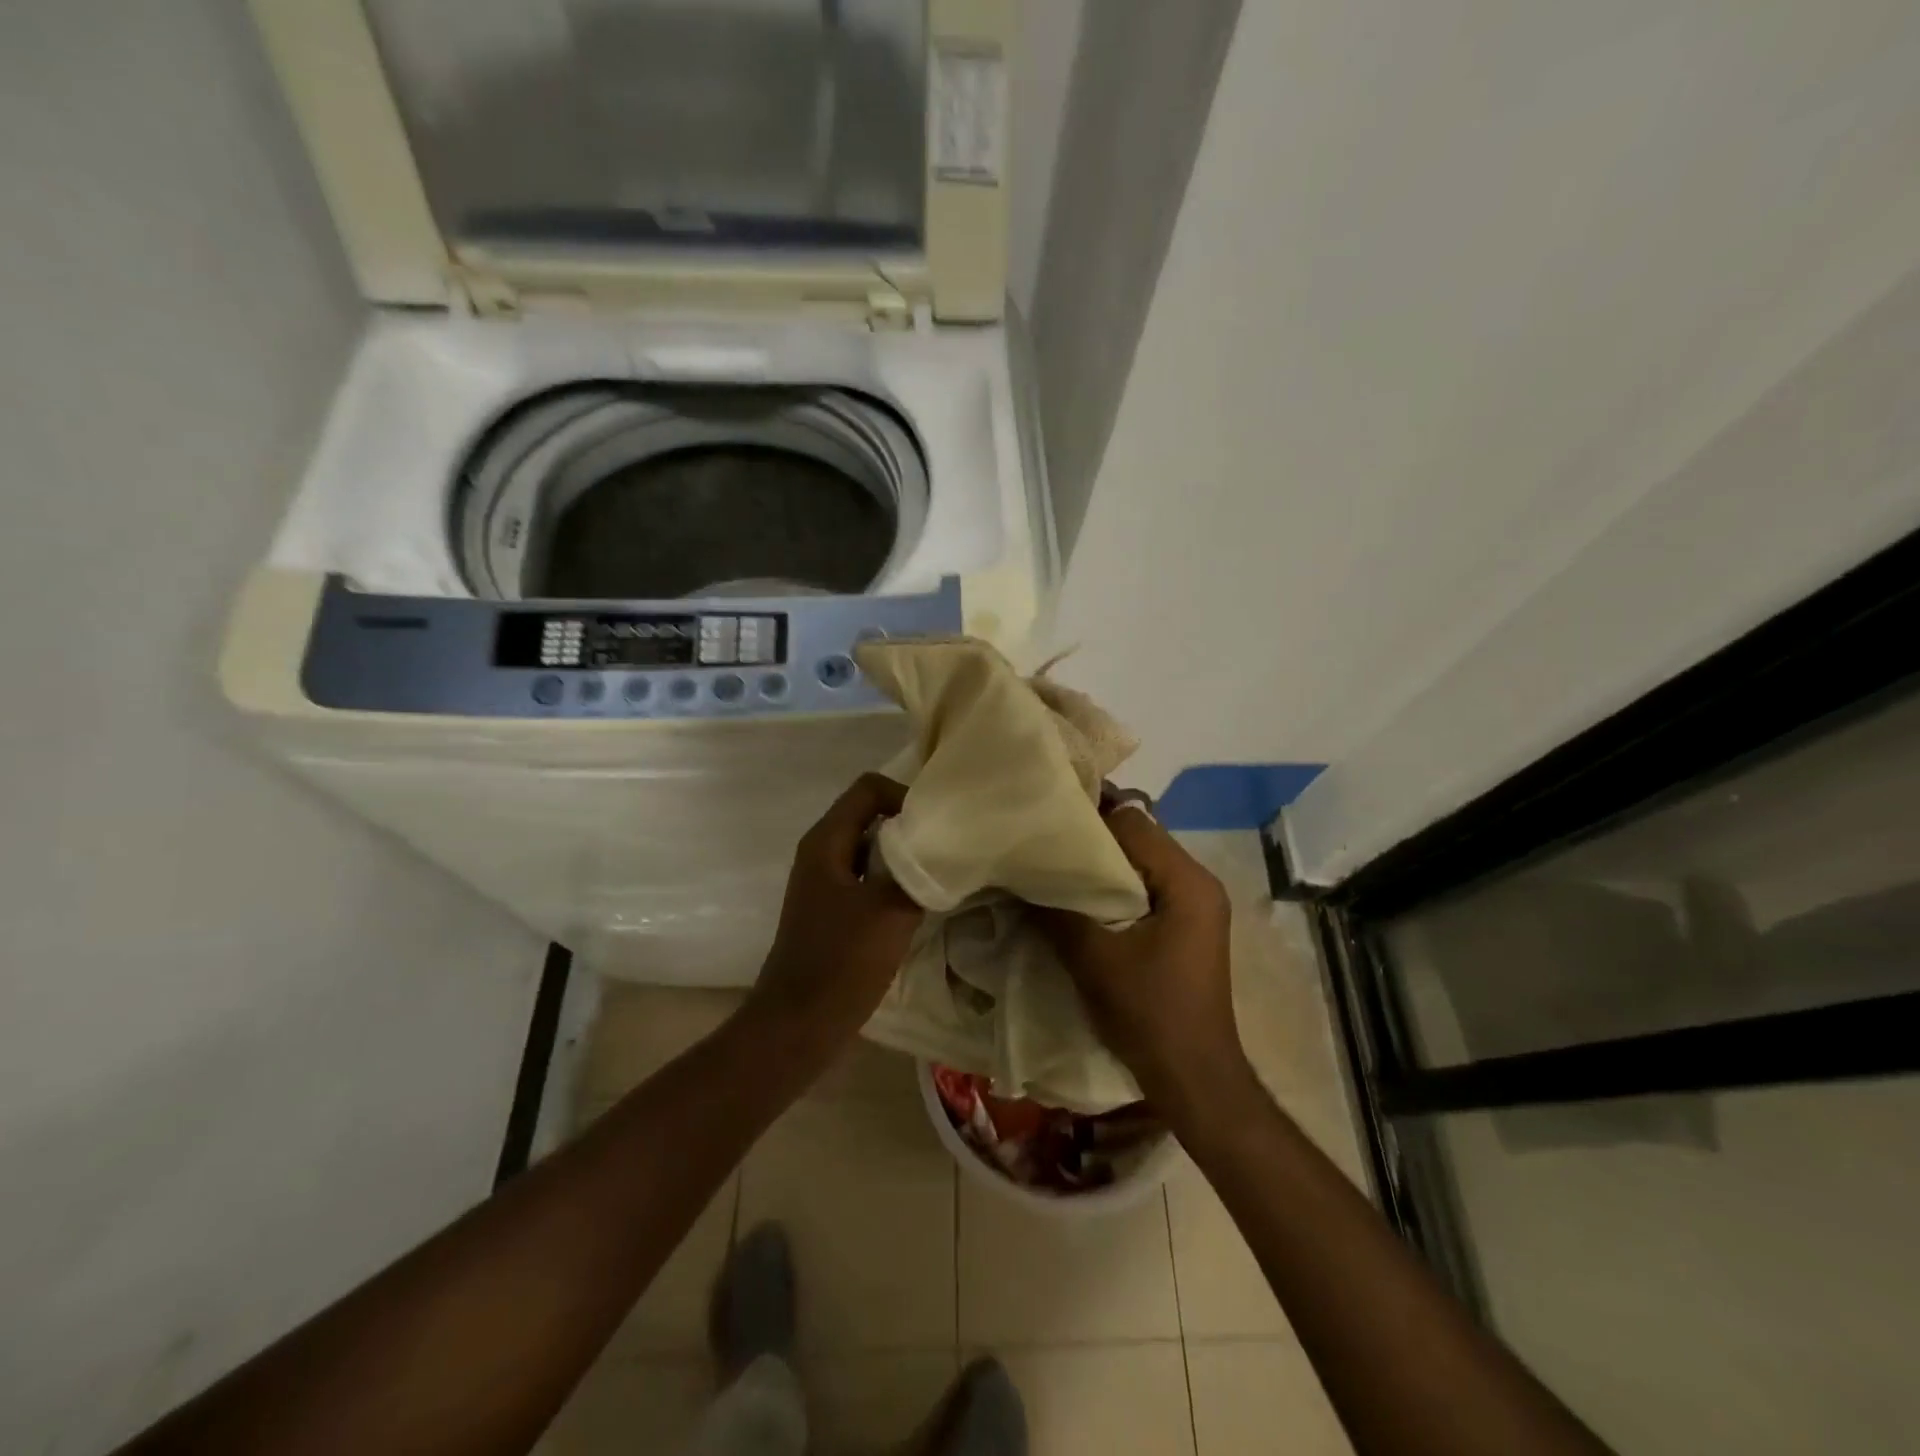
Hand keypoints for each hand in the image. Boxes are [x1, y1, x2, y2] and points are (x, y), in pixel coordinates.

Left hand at [746, 773, 923, 1048]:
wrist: (799, 1024)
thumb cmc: (841, 961)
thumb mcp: (890, 909)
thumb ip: (916, 869)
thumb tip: (940, 846)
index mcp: (826, 841)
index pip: (869, 788)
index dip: (905, 796)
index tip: (935, 826)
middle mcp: (821, 852)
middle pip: (870, 814)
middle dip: (909, 825)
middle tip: (945, 847)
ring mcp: (824, 882)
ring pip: (871, 847)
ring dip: (903, 855)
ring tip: (938, 874)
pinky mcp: (832, 909)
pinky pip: (867, 876)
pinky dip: (893, 879)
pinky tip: (918, 902)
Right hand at [1036, 806, 1256, 1122]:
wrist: (1193, 1078)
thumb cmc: (1150, 1014)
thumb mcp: (1094, 959)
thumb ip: (1056, 912)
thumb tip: (1017, 879)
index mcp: (1187, 881)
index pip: (1133, 822)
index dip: (1088, 817)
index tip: (1046, 818)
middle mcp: (1198, 883)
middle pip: (1139, 838)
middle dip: (1091, 840)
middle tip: (1043, 842)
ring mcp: (1195, 906)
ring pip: (1140, 864)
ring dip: (1101, 866)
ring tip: (1054, 868)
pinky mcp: (1185, 927)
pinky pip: (1145, 889)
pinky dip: (1113, 888)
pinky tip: (1079, 900)